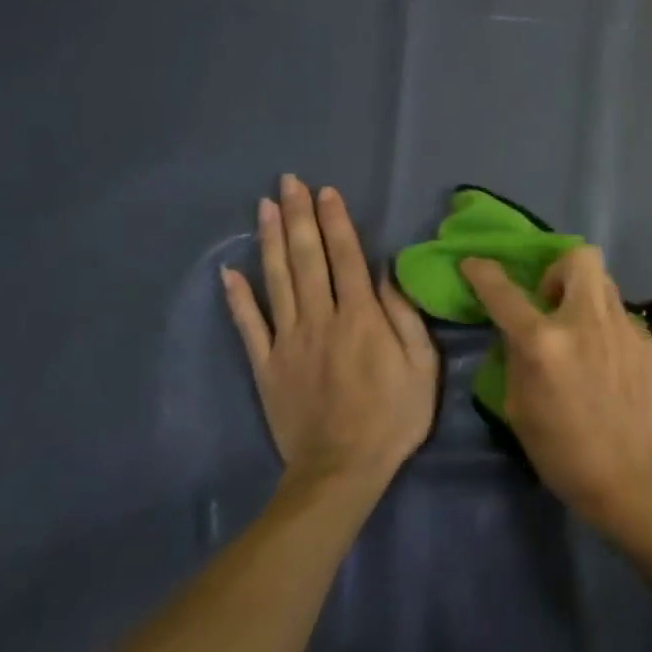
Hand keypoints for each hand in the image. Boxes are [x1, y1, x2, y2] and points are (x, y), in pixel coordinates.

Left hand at [222, 176, 438, 490]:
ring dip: (271, 241)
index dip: (336, 222)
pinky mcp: (266, 365)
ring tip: (264, 207)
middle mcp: (321, 319)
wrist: (342, 469)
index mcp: (362, 318)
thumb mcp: (422, 367)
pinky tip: (229, 271)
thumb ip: (404, 318)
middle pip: (307, 259)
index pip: (346, 258)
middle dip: (299, 217)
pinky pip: (248, 325)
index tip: (326, 191)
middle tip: (287, 182)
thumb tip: (385, 275)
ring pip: (277, 281)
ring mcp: (288, 341)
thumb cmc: (393, 417)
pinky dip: (237, 297)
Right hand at [459, 246, 651, 530]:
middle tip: (552, 303)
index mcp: (544, 342)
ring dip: (585, 298)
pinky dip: (608, 331)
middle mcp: (586, 322)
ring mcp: (625, 328)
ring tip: (582, 334)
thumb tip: (520, 330)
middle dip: (559, 270)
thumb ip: (516, 355)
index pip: (505, 292)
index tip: (475, 264)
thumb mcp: (517, 405)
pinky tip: (609, 364)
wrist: (628, 477)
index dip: (483, 272)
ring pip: (605, 284)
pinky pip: (622, 319)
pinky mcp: (650, 342)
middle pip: (579, 256)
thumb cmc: (560, 451)